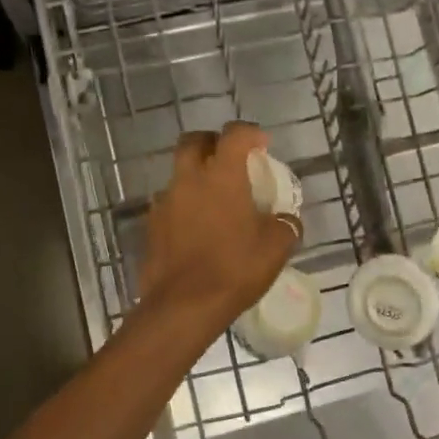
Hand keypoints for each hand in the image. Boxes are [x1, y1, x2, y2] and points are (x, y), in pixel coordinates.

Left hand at [135, 122, 299, 338]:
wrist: (183, 305)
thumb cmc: (234, 268)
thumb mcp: (275, 248)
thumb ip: (286, 224)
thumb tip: (287, 219)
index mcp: (221, 175)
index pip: (234, 134)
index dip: (250, 133)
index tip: (262, 145)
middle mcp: (188, 178)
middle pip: (194, 141)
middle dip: (212, 143)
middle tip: (230, 160)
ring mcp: (165, 201)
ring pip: (179, 173)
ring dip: (196, 176)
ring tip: (215, 201)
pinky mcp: (152, 224)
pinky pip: (170, 203)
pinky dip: (184, 205)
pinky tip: (197, 228)